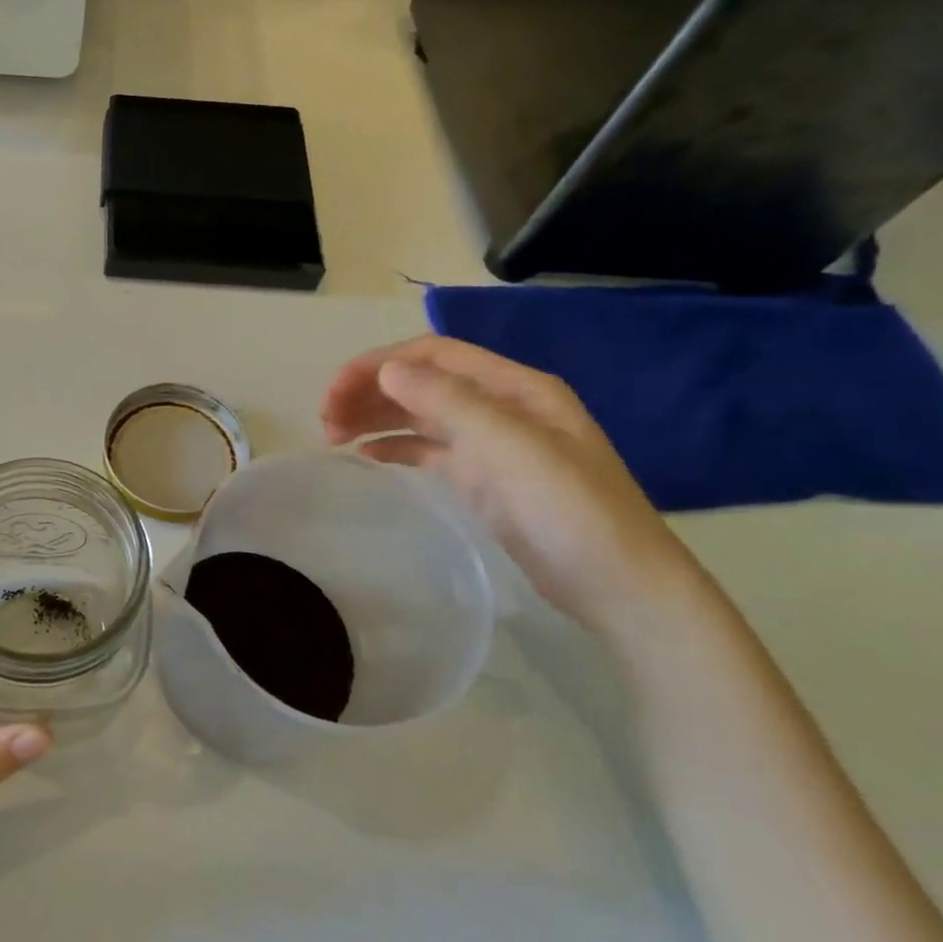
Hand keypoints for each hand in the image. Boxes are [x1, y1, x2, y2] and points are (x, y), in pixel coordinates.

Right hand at [321, 335, 698, 634]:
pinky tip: (366, 456)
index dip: (378, 365)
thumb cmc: (569, 511)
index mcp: (514, 387)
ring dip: (374, 418)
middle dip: (369, 392)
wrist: (618, 586)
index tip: (334, 393)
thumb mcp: (511, 449)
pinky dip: (393, 447)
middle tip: (324, 422)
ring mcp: (491, 444)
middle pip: (420, 382)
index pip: (432, 355)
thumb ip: (448, 403)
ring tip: (332, 437)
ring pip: (419, 415)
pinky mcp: (483, 479)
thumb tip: (387, 369)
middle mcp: (500, 406)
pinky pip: (427, 450)